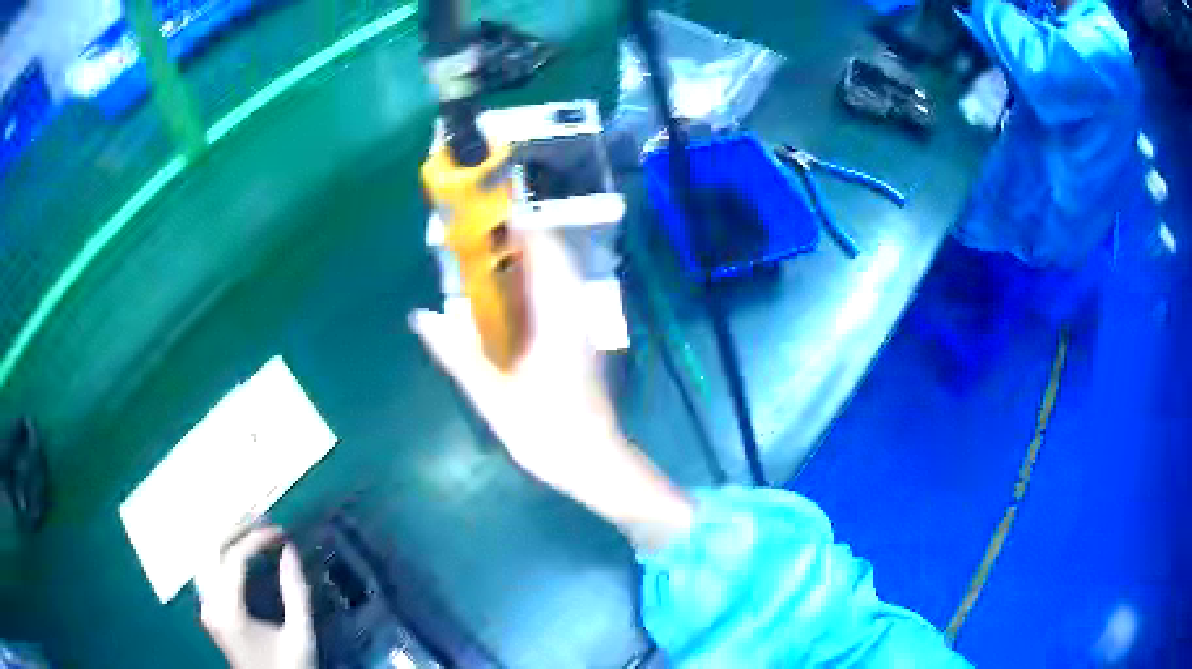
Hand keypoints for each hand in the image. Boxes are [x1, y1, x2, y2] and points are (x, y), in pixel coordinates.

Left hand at [196, 527, 314, 668]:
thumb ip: (295, 592)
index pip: (233, 559)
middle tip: (259, 520)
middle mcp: (209, 604)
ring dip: (223, 538)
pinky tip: (236, 551)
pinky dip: (219, 554)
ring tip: (248, 529)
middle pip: (208, 549)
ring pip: (202, 557)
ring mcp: (205, 607)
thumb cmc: (290, 667)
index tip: (279, 532)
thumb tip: (289, 550)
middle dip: (233, 528)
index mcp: (229, 610)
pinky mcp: (208, 611)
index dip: (255, 539)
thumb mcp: (300, 634)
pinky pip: (206, 570)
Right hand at [410, 232, 693, 549]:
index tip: (490, 215)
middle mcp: (574, 313)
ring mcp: (582, 327)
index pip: (545, 254)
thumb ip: (457, 354)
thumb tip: (422, 316)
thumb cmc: (546, 432)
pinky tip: (513, 298)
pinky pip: (561, 297)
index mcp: (556, 318)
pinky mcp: (581, 342)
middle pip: (556, 259)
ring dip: (531, 261)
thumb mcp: (493, 396)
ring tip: (493, 259)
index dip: (522, 229)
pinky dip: (537, 285)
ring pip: (561, 277)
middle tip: (483, 236)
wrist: (594, 463)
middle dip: (524, 240)